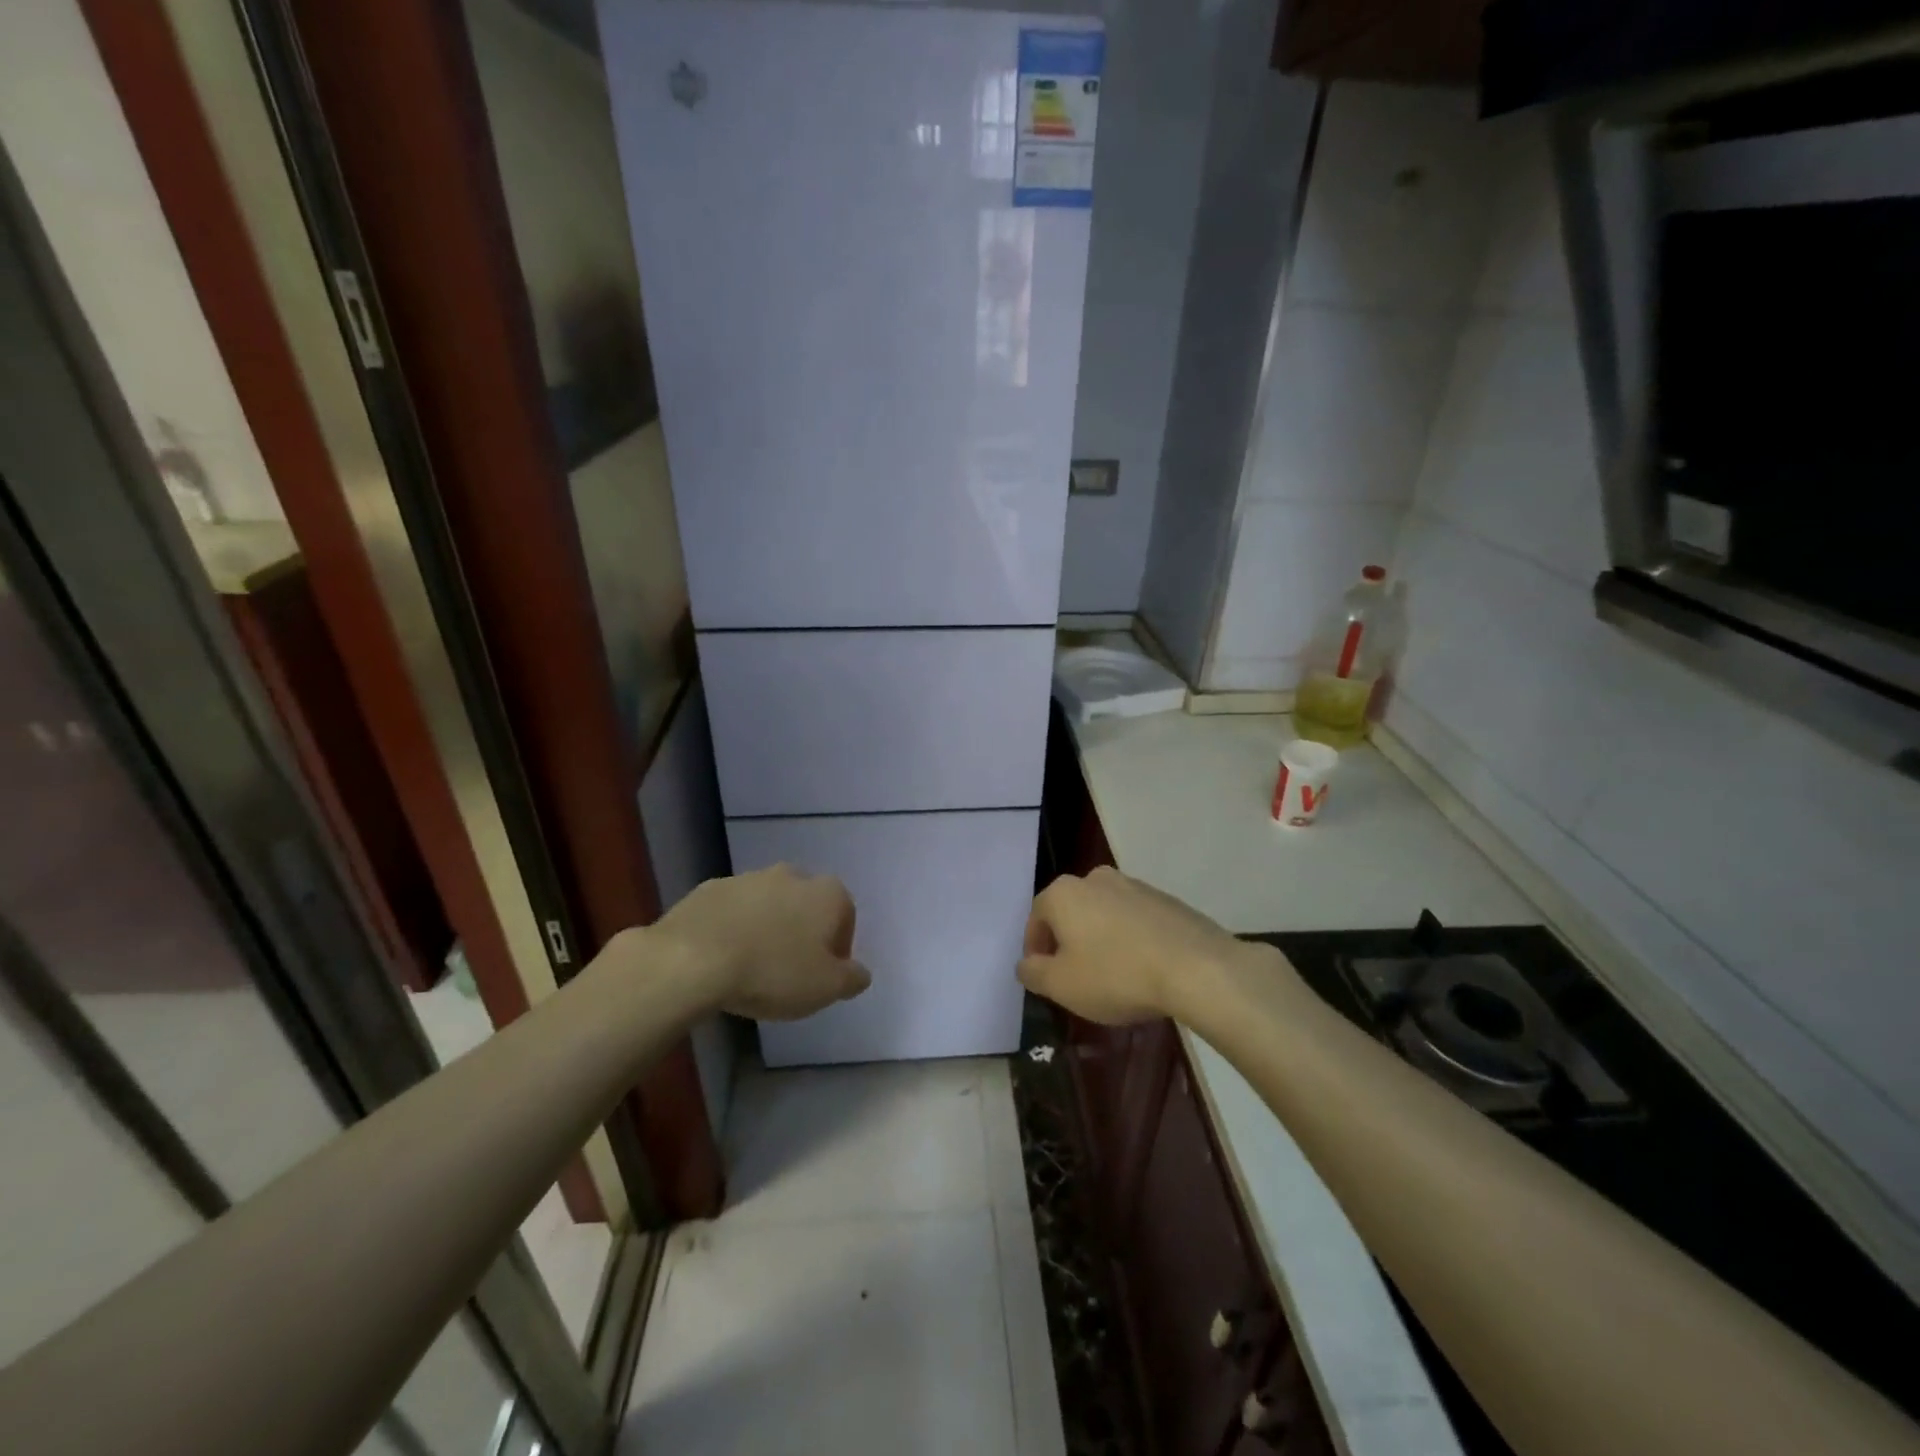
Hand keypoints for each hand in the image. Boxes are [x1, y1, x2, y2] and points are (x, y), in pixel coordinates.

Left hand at [650, 865, 870, 1019]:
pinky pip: (732, 910)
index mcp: (827, 894)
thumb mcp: (826, 988)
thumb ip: (852, 979)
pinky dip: (732, 928)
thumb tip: (859, 973)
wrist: (693, 959)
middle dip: (802, 933)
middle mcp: (792, 875)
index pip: (845, 917)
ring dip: (766, 928)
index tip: (822, 976)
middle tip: (788, 971)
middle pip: (806, 906)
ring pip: (768, 905)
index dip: (837, 949)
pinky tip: (721, 959)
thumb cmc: (773, 972)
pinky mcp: (710, 888)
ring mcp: (748, 878)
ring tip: (752, 968)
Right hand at [1018, 867, 1252, 1025]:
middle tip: (1076, 977)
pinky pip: (1136, 920)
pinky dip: (1131, 939)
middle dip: (1068, 941)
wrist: (1196, 968)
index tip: (1044, 976)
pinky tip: (1143, 968)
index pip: (1036, 917)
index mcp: (1064, 893)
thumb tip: (1025, 964)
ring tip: (1113, 976)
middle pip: (1071, 911)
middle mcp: (1096, 879)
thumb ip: (1034, 973)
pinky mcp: (1167, 900)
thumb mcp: (1062, 985)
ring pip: (1104, 914)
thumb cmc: (1116, 975)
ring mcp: (1135, 885)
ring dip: (1101, 939)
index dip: (1035, 948)